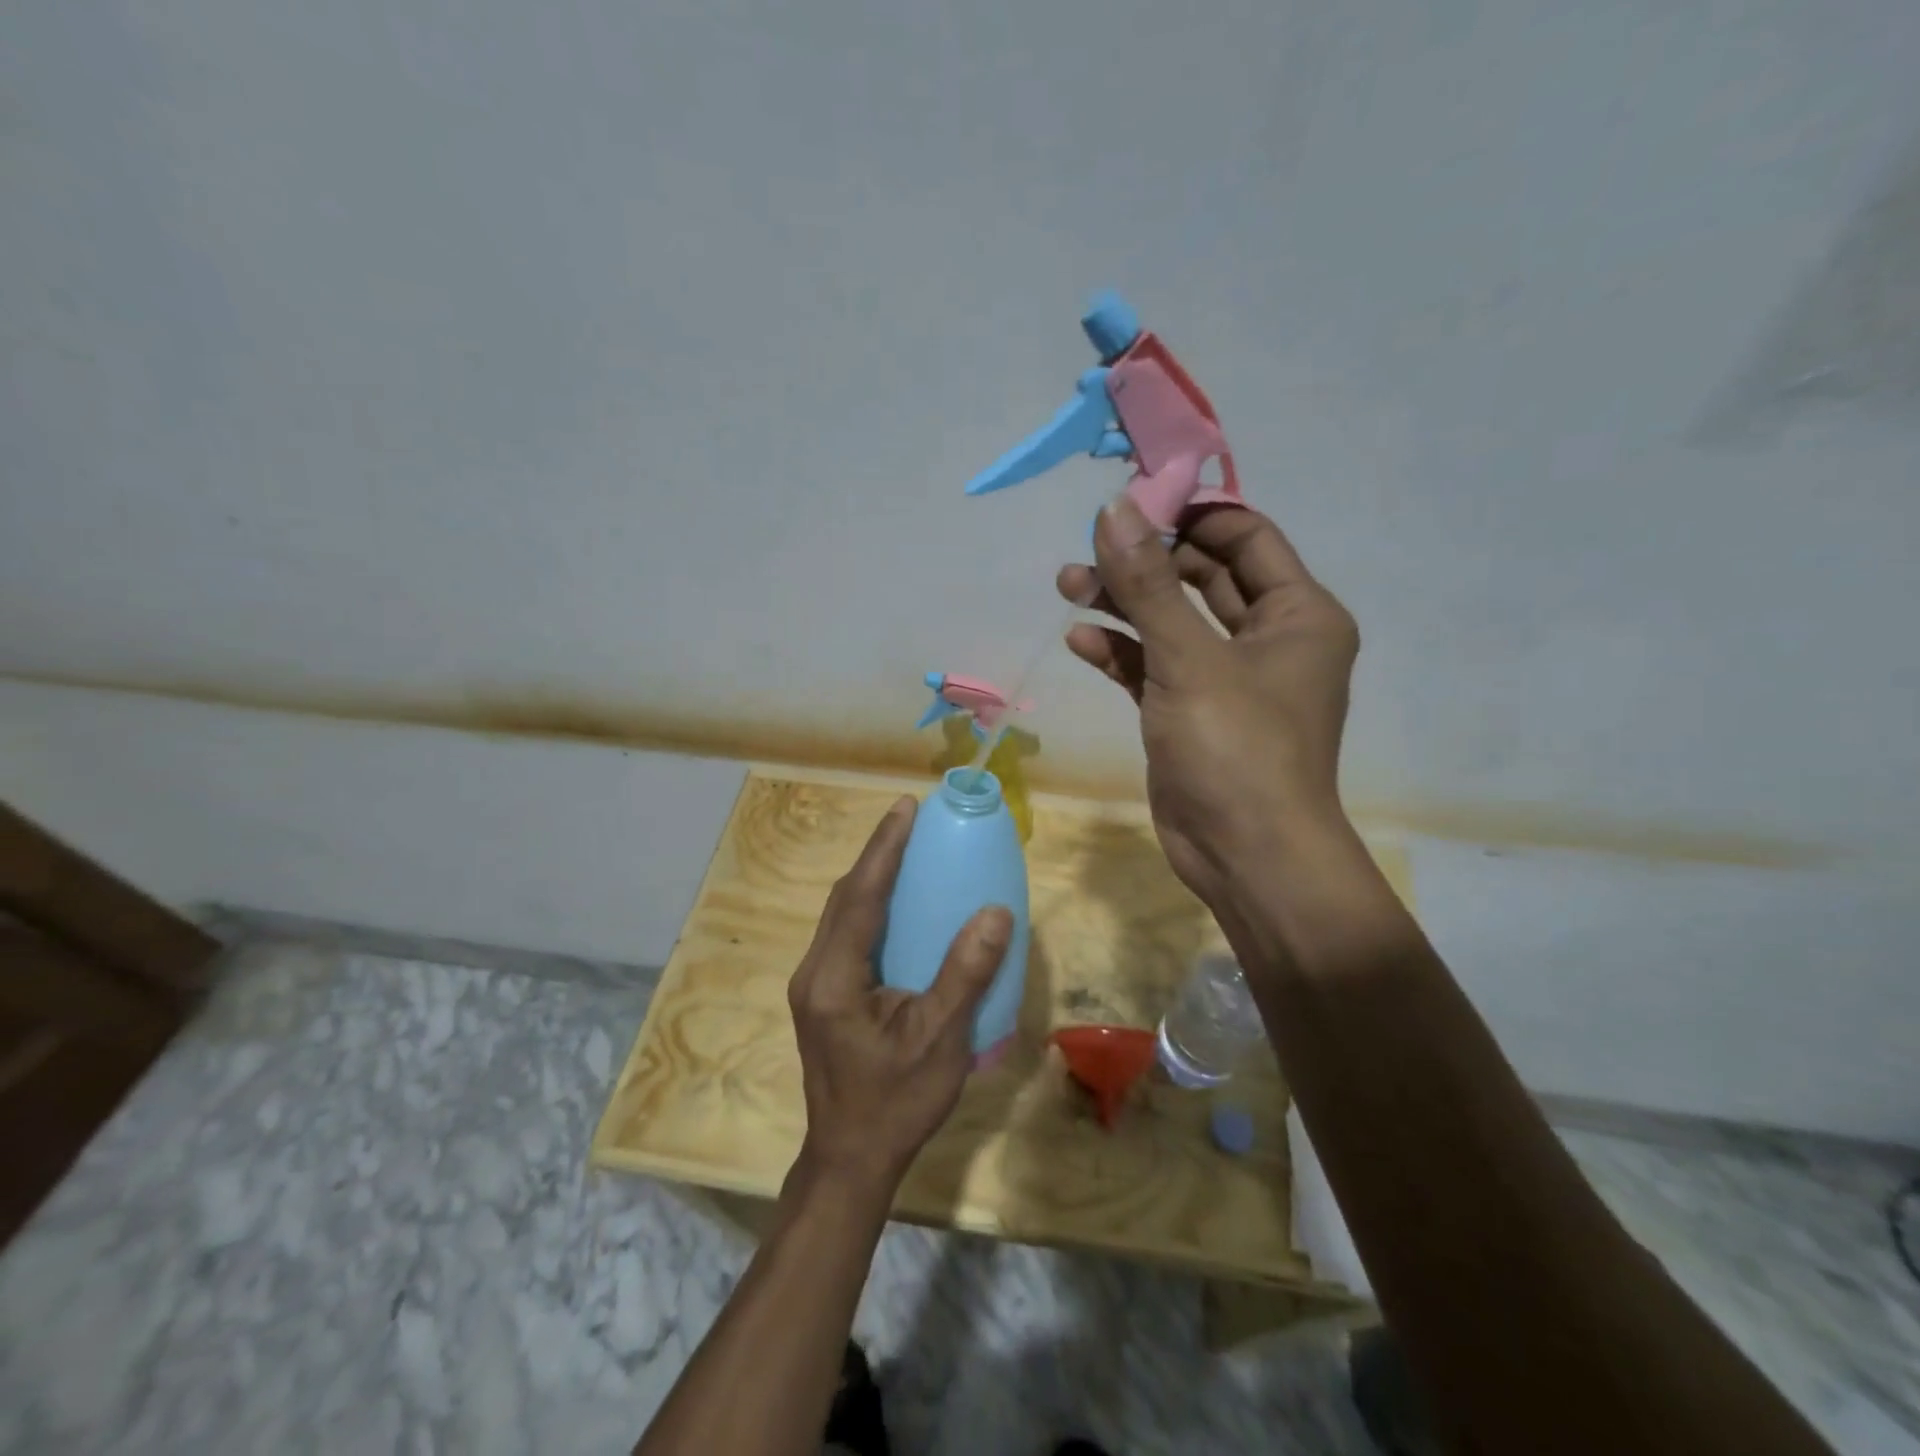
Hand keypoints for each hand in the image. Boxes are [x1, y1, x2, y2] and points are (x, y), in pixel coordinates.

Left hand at [787, 797, 1014, 1196]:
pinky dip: (872, 905)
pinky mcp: (825, 995)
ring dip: (872, 877)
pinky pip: (848, 933)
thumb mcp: (939, 1041)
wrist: (851, 1160)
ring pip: (841, 913)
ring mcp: (815, 984)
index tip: (905, 808)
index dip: (883, 849)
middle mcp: (815, 972)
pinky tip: (898, 904)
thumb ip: (965, 975)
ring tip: (907, 849)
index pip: (859, 897)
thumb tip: (995, 912)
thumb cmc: (896, 1104)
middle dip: (876, 854)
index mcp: (833, 979)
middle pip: (843, 898)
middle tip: (912, 820)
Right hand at [1057, 495, 1359, 909]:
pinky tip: (1080, 640)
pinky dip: (1121, 652)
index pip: (1246, 537)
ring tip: (1068, 585)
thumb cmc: (1237, 749)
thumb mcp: (1190, 659)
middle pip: (1203, 576)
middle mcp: (1268, 639)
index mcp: (1298, 614)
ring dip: (1124, 603)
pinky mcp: (1190, 712)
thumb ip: (1149, 584)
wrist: (1245, 856)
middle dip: (1145, 562)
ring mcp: (1226, 678)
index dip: (1191, 514)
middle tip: (1090, 548)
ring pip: (1172, 622)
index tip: (1133, 500)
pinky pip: (1154, 666)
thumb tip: (1114, 508)